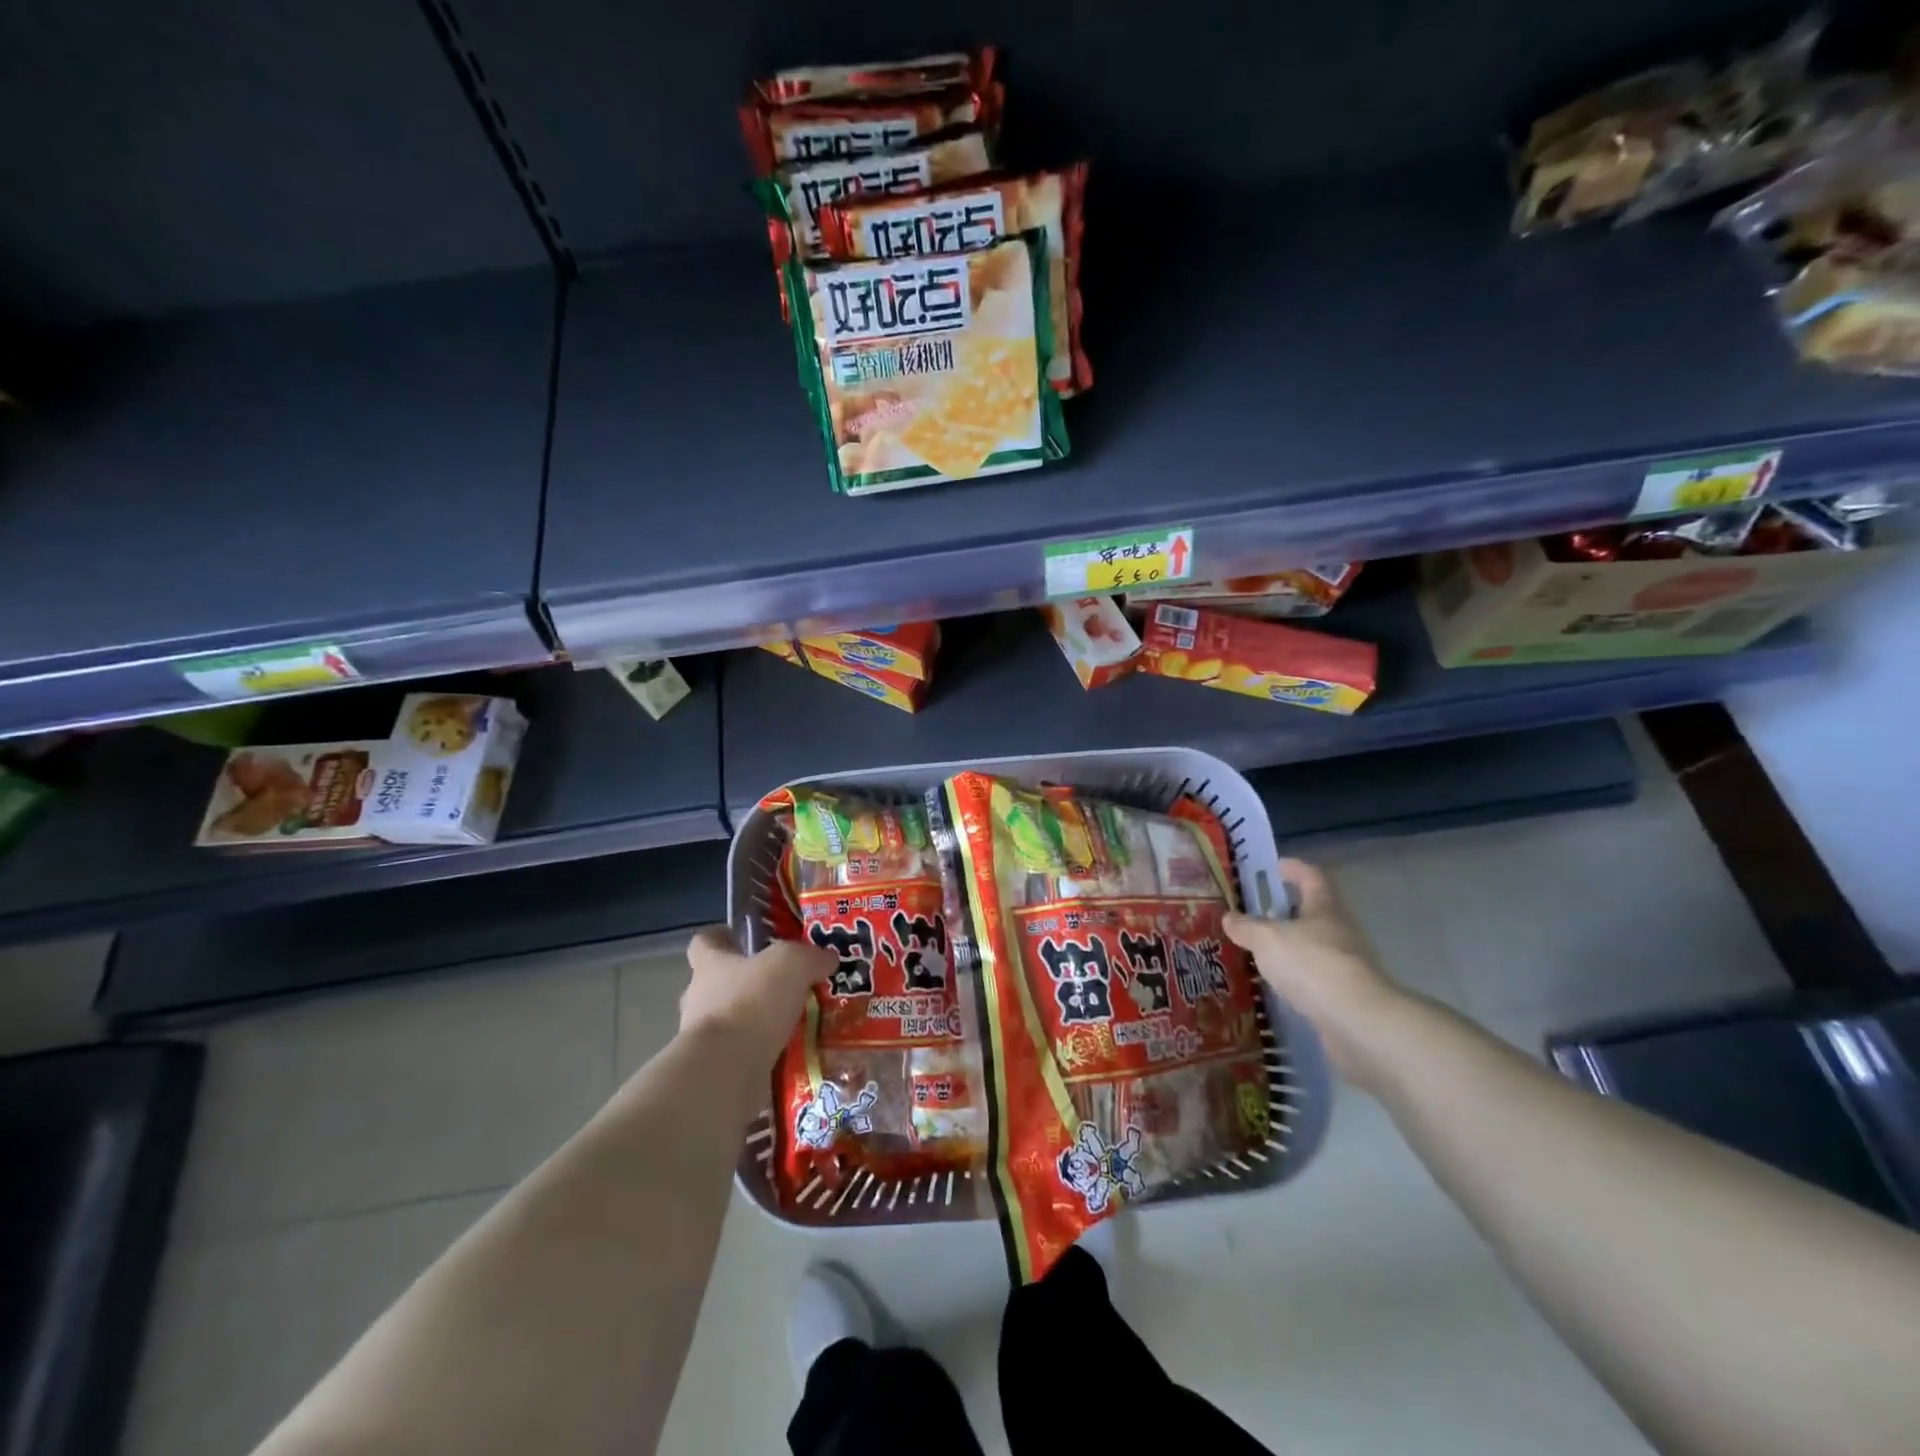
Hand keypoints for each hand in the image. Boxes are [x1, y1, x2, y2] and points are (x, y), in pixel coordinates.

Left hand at [679, 927, 836, 1067]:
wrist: (726, 1071)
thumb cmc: (751, 1003)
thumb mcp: (792, 964)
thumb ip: (810, 957)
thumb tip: (827, 958)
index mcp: (710, 965)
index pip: (704, 942)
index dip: (722, 937)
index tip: (743, 938)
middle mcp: (700, 998)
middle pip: (718, 983)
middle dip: (748, 984)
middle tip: (785, 985)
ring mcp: (704, 1037)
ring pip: (732, 1020)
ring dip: (757, 1022)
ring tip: (795, 1022)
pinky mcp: (716, 1070)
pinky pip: (742, 1054)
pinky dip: (763, 1053)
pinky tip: (793, 1053)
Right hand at [1223, 859, 1402, 1082]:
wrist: (1357, 1021)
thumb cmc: (1310, 964)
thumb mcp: (1266, 939)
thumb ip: (1246, 927)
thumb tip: (1229, 917)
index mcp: (1324, 908)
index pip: (1311, 877)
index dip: (1294, 869)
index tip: (1276, 867)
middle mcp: (1340, 931)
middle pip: (1315, 912)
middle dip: (1289, 910)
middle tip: (1258, 912)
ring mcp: (1347, 964)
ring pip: (1315, 945)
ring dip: (1293, 945)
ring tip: (1262, 950)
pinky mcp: (1346, 995)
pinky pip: (1316, 976)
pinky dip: (1298, 975)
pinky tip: (1278, 983)